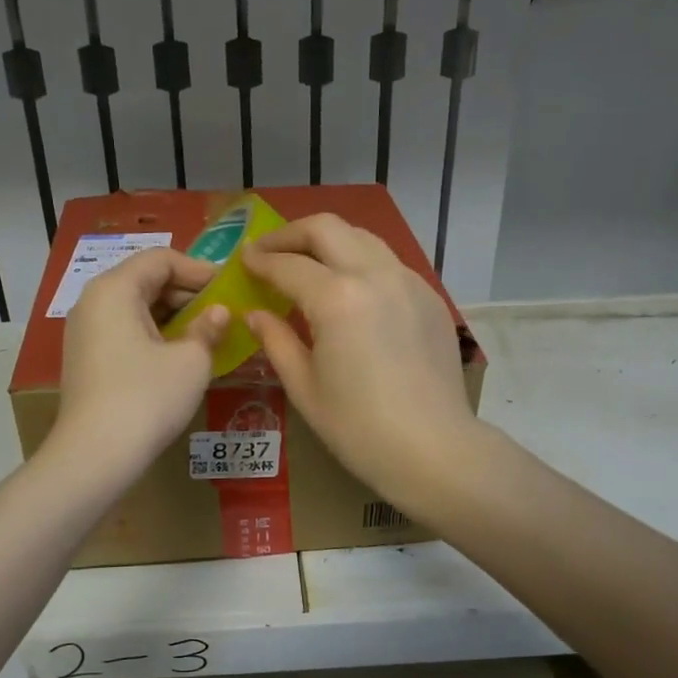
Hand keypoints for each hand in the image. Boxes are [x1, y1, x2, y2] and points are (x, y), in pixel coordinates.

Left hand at [52, 249, 228, 473]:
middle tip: (223, 312)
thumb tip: (218, 313)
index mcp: (115, 289)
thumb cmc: (147, 397)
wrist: (95, 456)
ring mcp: (85, 331)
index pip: (161, 259)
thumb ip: (208, 328)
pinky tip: (180, 354)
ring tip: (207, 333)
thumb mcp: (190, 360)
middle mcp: (93, 301)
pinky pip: (124, 331)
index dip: (199, 269)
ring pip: (135, 307)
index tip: (230, 288)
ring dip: (173, 315)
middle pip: (145, 280)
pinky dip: (154, 334)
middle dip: (187, 293)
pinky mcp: (86, 358)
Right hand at [242, 215, 481, 511]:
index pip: (287, 265)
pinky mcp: (429, 297)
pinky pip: (388, 263)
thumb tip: (255, 314)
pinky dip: (360, 263)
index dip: (259, 260)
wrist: (433, 449)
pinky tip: (350, 291)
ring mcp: (408, 282)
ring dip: (328, 242)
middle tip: (269, 251)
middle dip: (291, 234)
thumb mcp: (304, 386)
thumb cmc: (358, 427)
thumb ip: (276, 340)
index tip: (243, 260)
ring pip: (362, 238)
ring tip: (308, 263)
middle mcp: (374, 275)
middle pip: (326, 229)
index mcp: (337, 298)